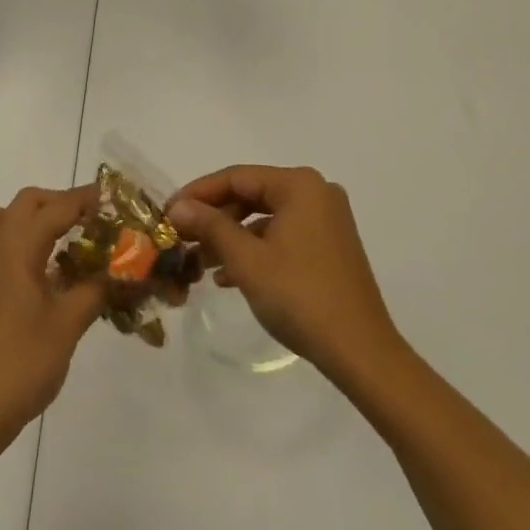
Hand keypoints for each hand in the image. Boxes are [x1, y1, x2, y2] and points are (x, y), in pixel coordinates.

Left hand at [0, 185, 106, 449]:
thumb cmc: (21, 364)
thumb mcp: (68, 324)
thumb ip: (96, 289)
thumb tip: (121, 270)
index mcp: (17, 247)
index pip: (56, 207)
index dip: (85, 199)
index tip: (113, 198)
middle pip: (26, 202)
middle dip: (59, 202)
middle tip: (89, 221)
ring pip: (0, 217)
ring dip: (30, 217)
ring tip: (59, 240)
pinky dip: (17, 240)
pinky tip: (41, 273)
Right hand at [168, 166, 401, 387]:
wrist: (360, 352)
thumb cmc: (300, 297)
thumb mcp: (247, 260)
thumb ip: (210, 226)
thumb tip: (178, 206)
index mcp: (300, 185)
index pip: (237, 177)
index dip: (199, 193)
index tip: (168, 212)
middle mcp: (316, 192)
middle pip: (252, 195)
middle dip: (215, 218)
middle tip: (182, 238)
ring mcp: (326, 219)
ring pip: (265, 217)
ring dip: (232, 237)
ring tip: (200, 262)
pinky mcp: (330, 245)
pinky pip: (282, 235)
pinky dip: (255, 249)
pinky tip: (229, 275)